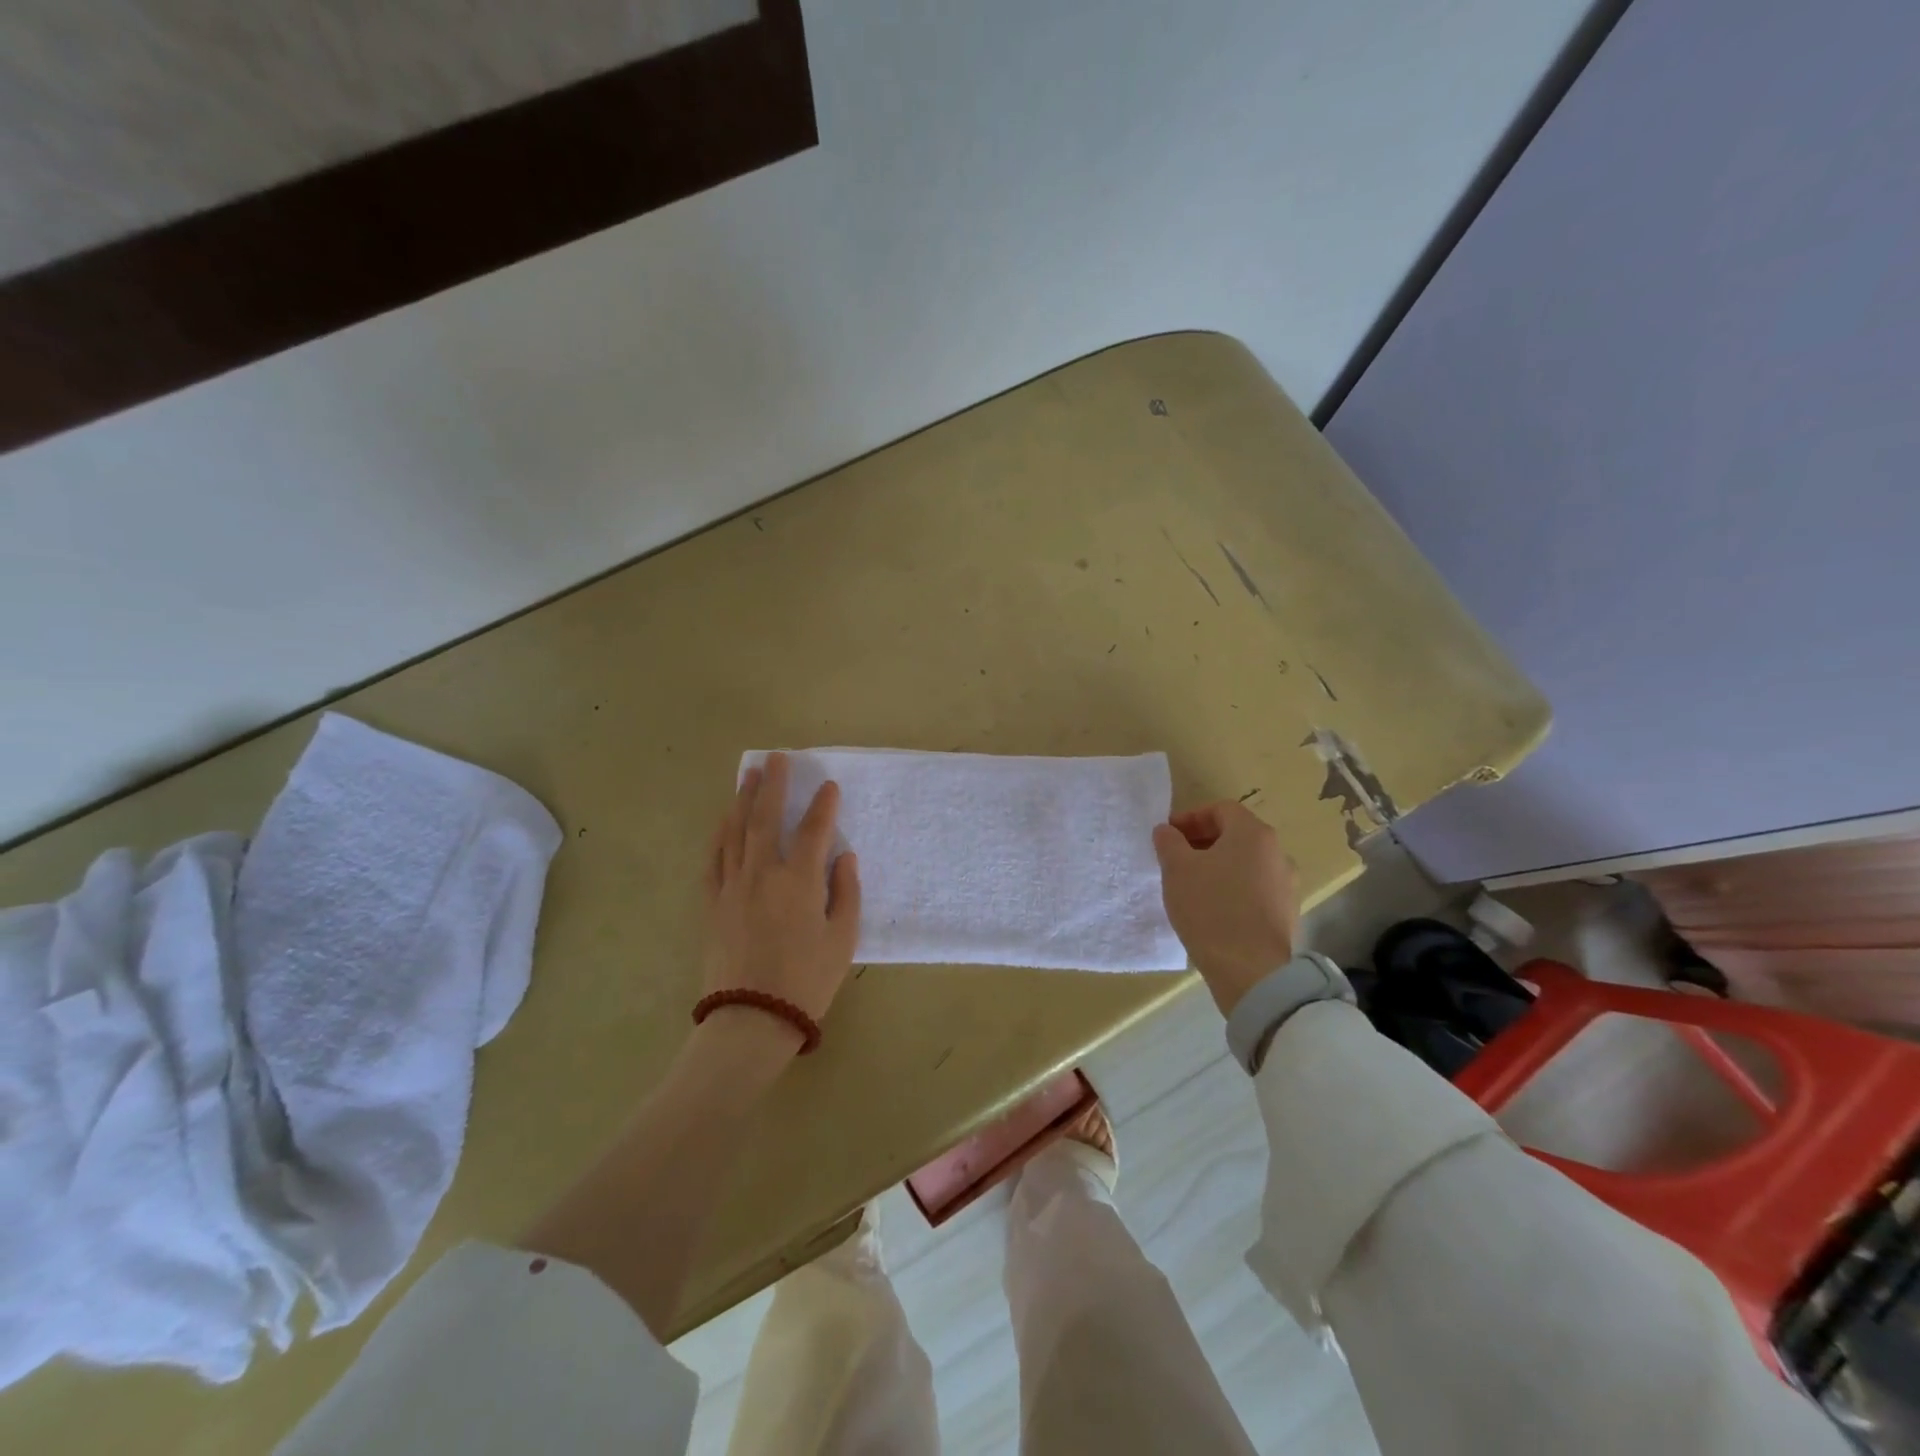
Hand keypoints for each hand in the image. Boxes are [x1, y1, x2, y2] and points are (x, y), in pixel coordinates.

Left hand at [703, 752, 862, 1047]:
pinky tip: (724, 820)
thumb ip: (846, 893)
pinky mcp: (712, 902)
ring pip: (736, 831)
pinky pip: (714, 857)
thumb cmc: (806, 981)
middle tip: (777, 758)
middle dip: (774, 784)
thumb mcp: (842, 940)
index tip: (829, 785)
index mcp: (800, 881)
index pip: (815, 830)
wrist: (750, 1019)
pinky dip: (720, 833)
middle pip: (766, 818)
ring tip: (749, 775)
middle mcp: (763, 873)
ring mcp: (732, 885)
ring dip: (743, 799)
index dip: (824, 806)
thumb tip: (844, 857)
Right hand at [1152, 801, 1299, 1015]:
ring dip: (1218, 866)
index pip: (1221, 809)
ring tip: (1192, 885)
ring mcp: (1287, 885)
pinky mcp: (1286, 913)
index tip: (1169, 836)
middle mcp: (1277, 853)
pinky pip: (1255, 889)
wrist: (1251, 971)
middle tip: (1176, 858)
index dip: (1191, 817)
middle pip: (1236, 835)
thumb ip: (1169, 842)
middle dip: (1203, 841)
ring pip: (1246, 863)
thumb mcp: (1177, 870)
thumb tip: (1167, 831)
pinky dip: (1233, 889)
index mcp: (1254, 834)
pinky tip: (1213, 910)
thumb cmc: (1210, 909)